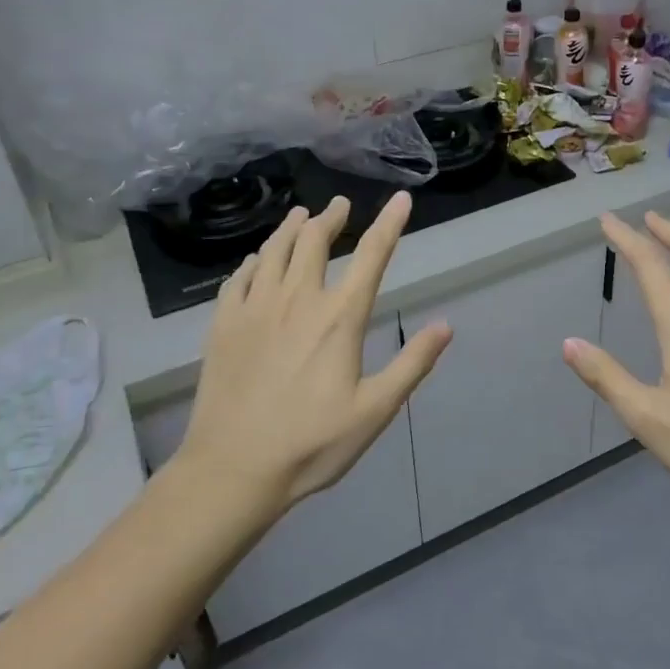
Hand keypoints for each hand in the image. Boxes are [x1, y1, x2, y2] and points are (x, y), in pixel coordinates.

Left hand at [179, 192, 452, 513]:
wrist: (233, 469)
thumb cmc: (312, 444)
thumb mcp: (375, 411)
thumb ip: (412, 364)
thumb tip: (446, 326)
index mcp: (338, 318)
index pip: (372, 256)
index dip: (389, 223)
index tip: (400, 199)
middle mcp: (297, 300)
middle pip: (314, 240)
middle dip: (331, 218)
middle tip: (340, 206)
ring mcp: (255, 308)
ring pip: (274, 249)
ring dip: (291, 227)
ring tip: (302, 216)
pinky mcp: (223, 324)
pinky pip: (240, 276)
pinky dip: (255, 259)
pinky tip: (258, 259)